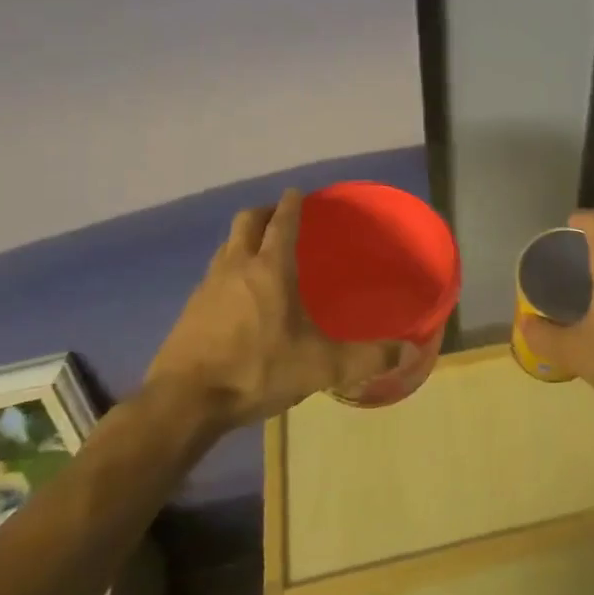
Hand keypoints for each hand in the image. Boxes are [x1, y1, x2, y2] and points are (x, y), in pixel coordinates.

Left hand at [143, 190, 402, 425]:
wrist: (184, 402)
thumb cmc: (257, 370)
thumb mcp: (320, 367)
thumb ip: (365, 357)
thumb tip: (409, 351)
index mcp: (270, 269)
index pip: (282, 222)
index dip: (292, 204)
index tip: (299, 192)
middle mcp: (237, 267)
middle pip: (247, 221)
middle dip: (265, 212)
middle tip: (281, 216)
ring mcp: (208, 286)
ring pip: (226, 245)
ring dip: (243, 238)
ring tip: (260, 250)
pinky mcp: (190, 309)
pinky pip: (213, 273)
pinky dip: (229, 268)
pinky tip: (238, 294)